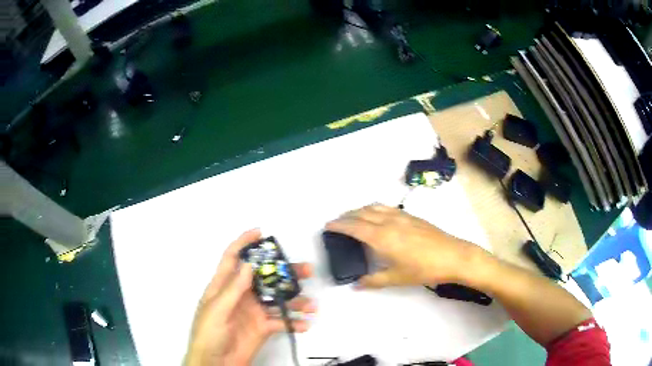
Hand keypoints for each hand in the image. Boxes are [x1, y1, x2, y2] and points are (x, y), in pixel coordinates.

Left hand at [185, 229, 315, 365]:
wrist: (216, 363)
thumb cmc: (209, 334)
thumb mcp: (217, 310)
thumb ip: (233, 288)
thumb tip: (249, 264)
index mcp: (224, 286)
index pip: (233, 259)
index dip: (244, 244)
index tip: (261, 233)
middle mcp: (241, 295)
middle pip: (264, 277)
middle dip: (284, 272)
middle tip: (305, 270)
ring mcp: (254, 312)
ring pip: (278, 299)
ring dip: (296, 300)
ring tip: (312, 305)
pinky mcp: (263, 328)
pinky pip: (282, 322)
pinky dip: (294, 322)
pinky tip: (304, 324)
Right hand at [326, 204, 482, 287]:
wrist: (453, 256)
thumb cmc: (423, 269)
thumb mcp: (397, 278)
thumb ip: (373, 280)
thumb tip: (356, 285)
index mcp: (382, 237)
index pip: (354, 226)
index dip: (339, 225)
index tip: (328, 225)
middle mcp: (389, 221)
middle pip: (362, 213)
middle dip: (347, 216)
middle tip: (337, 223)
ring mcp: (401, 216)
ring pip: (375, 207)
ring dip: (360, 210)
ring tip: (354, 218)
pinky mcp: (411, 216)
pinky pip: (386, 207)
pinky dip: (374, 209)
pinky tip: (377, 217)